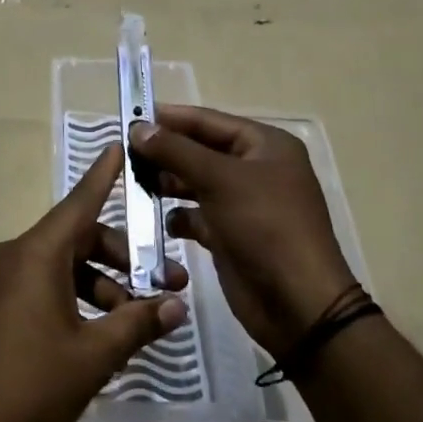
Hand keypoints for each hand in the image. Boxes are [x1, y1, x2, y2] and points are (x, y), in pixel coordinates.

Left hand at [0, 145, 189, 421]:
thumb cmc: (29, 385)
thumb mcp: (93, 355)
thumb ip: (137, 324)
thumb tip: (176, 306)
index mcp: (37, 254)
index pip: (80, 202)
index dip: (104, 174)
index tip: (121, 144)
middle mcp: (16, 256)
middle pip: (79, 239)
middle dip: (124, 259)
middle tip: (165, 286)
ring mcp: (1, 282)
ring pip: (64, 267)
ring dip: (103, 286)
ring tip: (135, 324)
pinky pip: (43, 287)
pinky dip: (76, 299)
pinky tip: (100, 336)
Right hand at [129, 106, 357, 358]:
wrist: (297, 303)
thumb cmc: (265, 226)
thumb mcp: (220, 180)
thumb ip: (176, 151)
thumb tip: (139, 128)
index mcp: (265, 145)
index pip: (208, 121)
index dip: (170, 118)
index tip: (130, 118)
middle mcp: (255, 169)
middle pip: (200, 151)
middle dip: (165, 153)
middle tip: (124, 156)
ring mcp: (244, 204)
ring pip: (196, 183)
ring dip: (167, 184)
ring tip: (135, 186)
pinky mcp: (232, 235)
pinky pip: (198, 216)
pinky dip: (179, 217)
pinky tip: (161, 222)